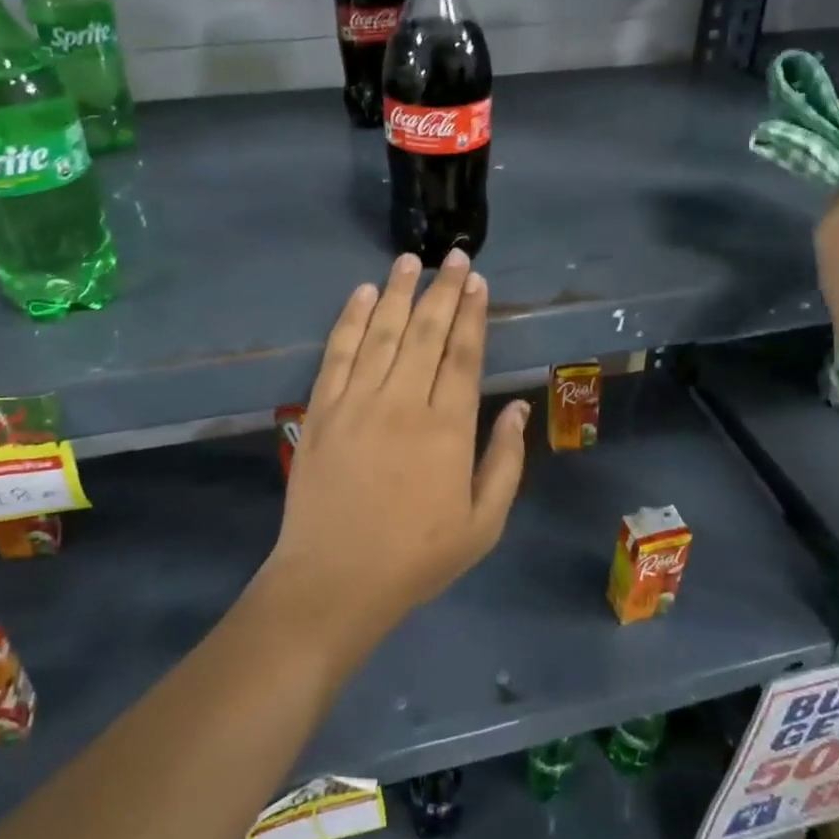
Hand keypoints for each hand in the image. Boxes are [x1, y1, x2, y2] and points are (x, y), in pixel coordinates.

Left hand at [260, 250, 529, 650]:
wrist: (334, 581)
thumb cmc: (416, 558)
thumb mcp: (483, 524)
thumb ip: (504, 462)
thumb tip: (518, 409)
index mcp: (447, 428)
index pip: (463, 354)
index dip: (473, 313)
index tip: (477, 282)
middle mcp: (403, 402)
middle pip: (426, 332)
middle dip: (443, 290)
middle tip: (454, 256)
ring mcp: (356, 402)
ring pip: (381, 332)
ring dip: (398, 292)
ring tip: (410, 260)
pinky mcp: (320, 410)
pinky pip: (337, 353)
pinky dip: (349, 319)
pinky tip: (362, 294)